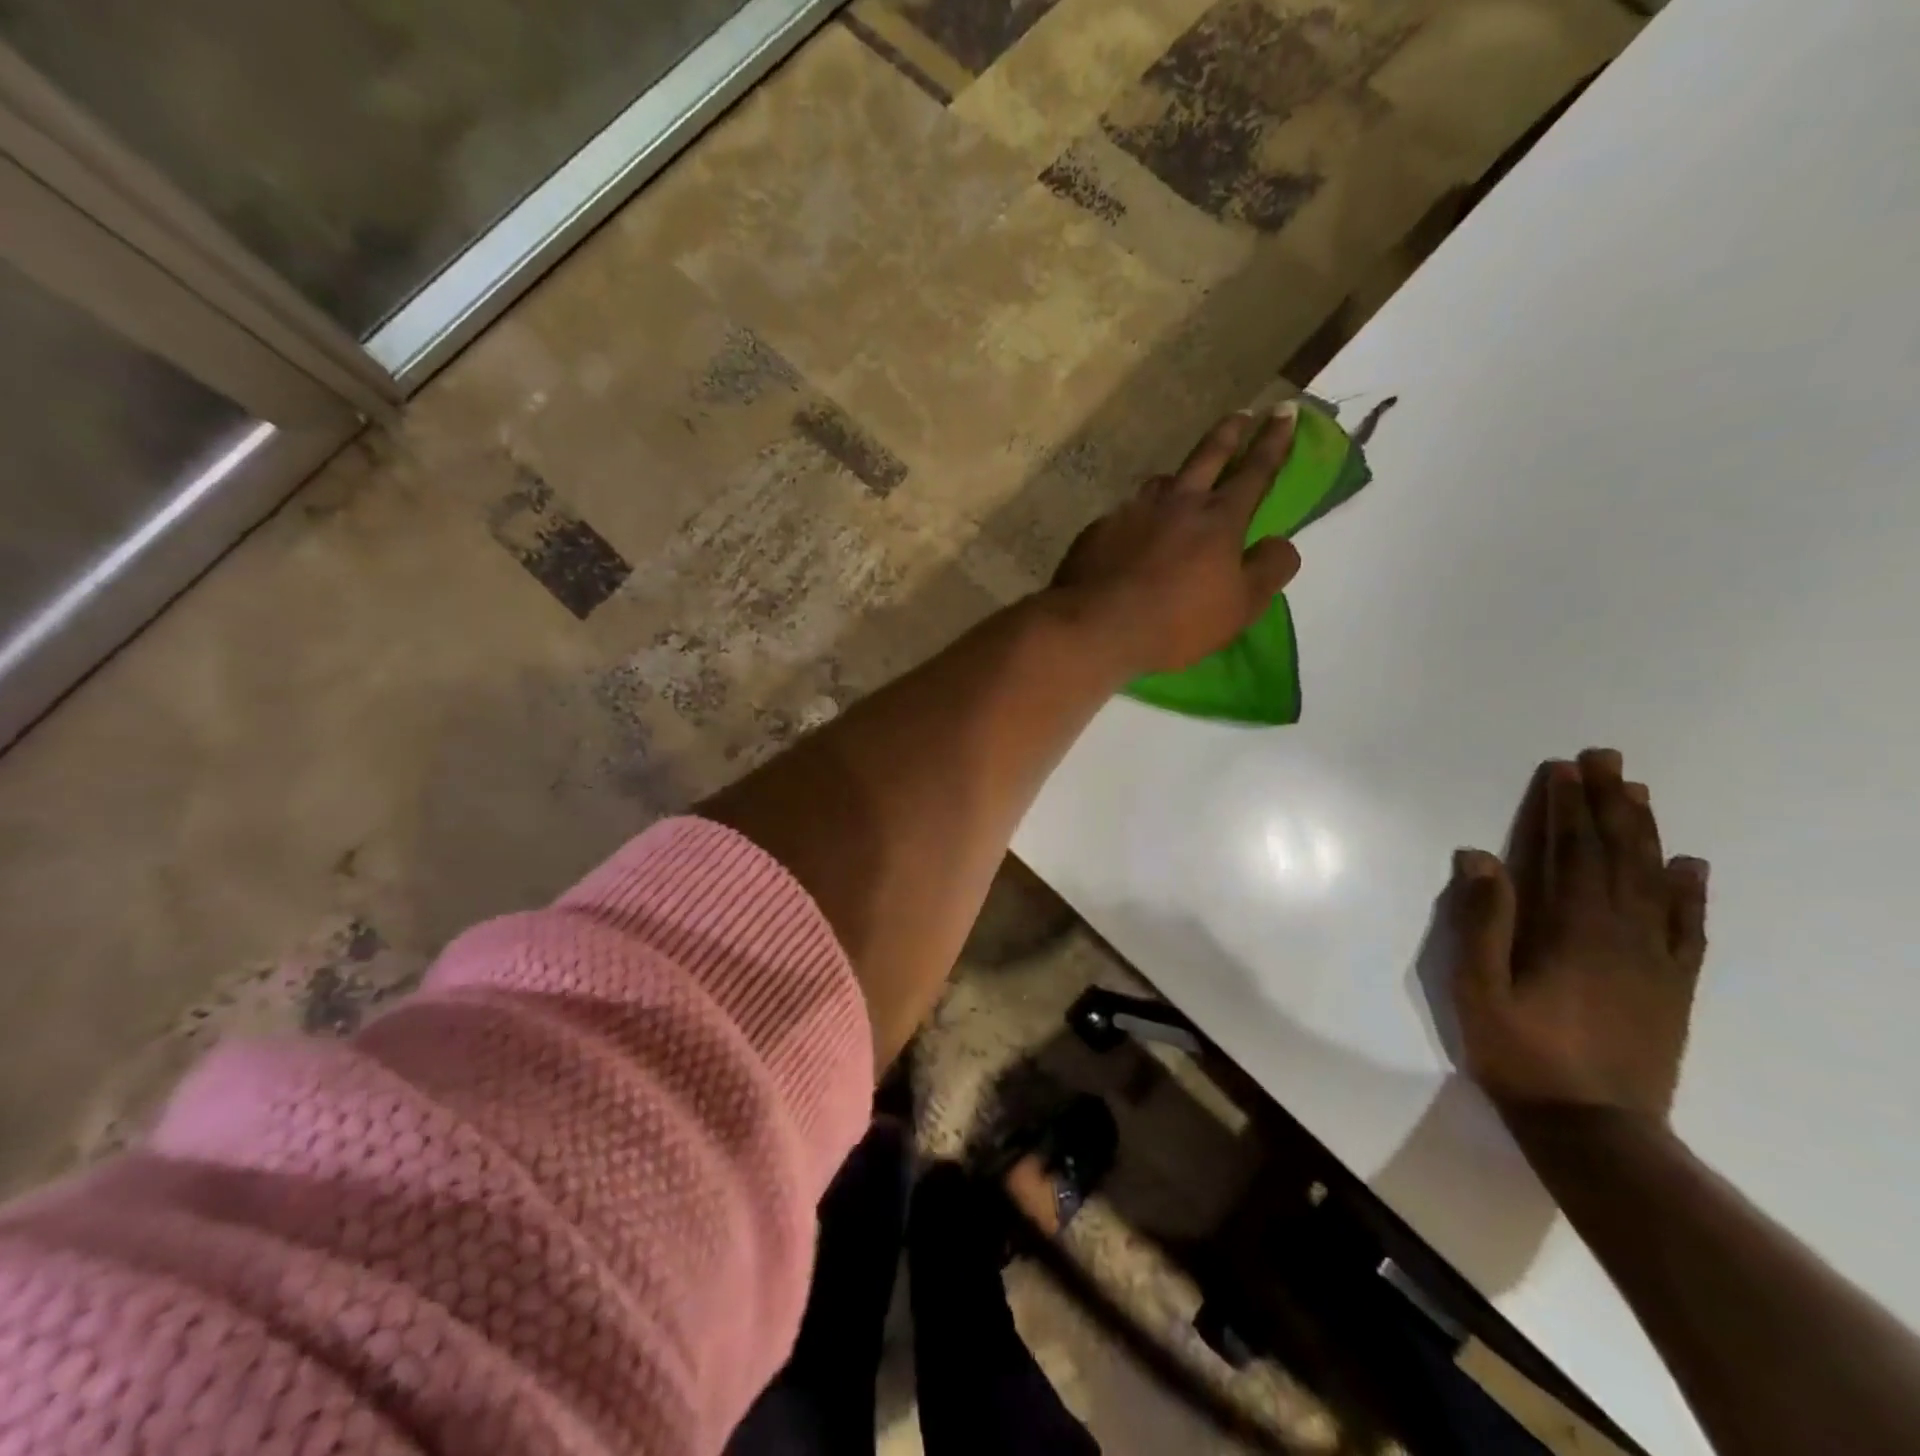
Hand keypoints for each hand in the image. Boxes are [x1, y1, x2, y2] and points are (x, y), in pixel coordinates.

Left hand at [1051, 409, 1301, 676]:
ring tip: (1181, 481)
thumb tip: (1281, 543)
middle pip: (1207, 456)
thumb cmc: (1176, 621)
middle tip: (1240, 414)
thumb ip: (1268, 570)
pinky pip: (1126, 514)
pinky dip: (1138, 517)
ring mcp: (1132, 511)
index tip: (1285, 411)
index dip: (1274, 441)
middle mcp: (1176, 502)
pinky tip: (1132, 534)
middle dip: (1229, 432)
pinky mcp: (1099, 529)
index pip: (1256, 471)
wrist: (1096, 626)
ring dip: (1178, 476)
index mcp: (1219, 518)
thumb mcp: (1240, 606)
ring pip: (1161, 482)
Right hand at [1449, 749, 1709, 1124]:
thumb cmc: (1522, 1053)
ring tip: (1639, 793)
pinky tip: (1691, 867)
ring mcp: (1653, 960)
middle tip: (1607, 759)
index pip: (1568, 853)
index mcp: (1570, 931)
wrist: (1595, 1128)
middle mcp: (1620, 934)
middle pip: (1616, 856)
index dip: (1565, 809)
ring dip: (1644, 833)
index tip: (1564, 770)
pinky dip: (1690, 893)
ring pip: (1654, 882)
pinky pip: (1687, 928)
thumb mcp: (1479, 989)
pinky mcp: (1672, 986)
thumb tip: (1480, 856)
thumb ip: (1481, 921)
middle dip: (1608, 805)